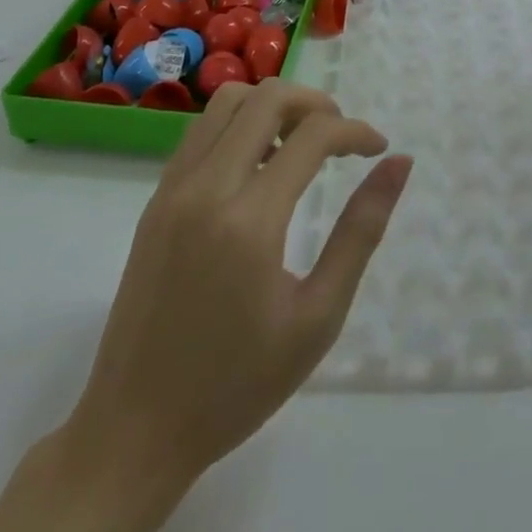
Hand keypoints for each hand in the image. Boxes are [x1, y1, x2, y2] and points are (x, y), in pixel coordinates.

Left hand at [67, 78, 411, 502]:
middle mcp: (206, 188)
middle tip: (342, 141)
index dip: (356, 131)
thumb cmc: (236, 385)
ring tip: (300, 149)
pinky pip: (202, 131)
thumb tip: (399, 164)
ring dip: (274, 108)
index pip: (314, 135)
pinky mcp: (154, 200)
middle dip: (316, 104)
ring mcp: (172, 190)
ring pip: (228, 102)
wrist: (132, 433)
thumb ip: (361, 231)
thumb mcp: (318, 317)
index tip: (378, 150)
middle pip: (267, 98)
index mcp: (249, 221)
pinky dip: (240, 126)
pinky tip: (259, 170)